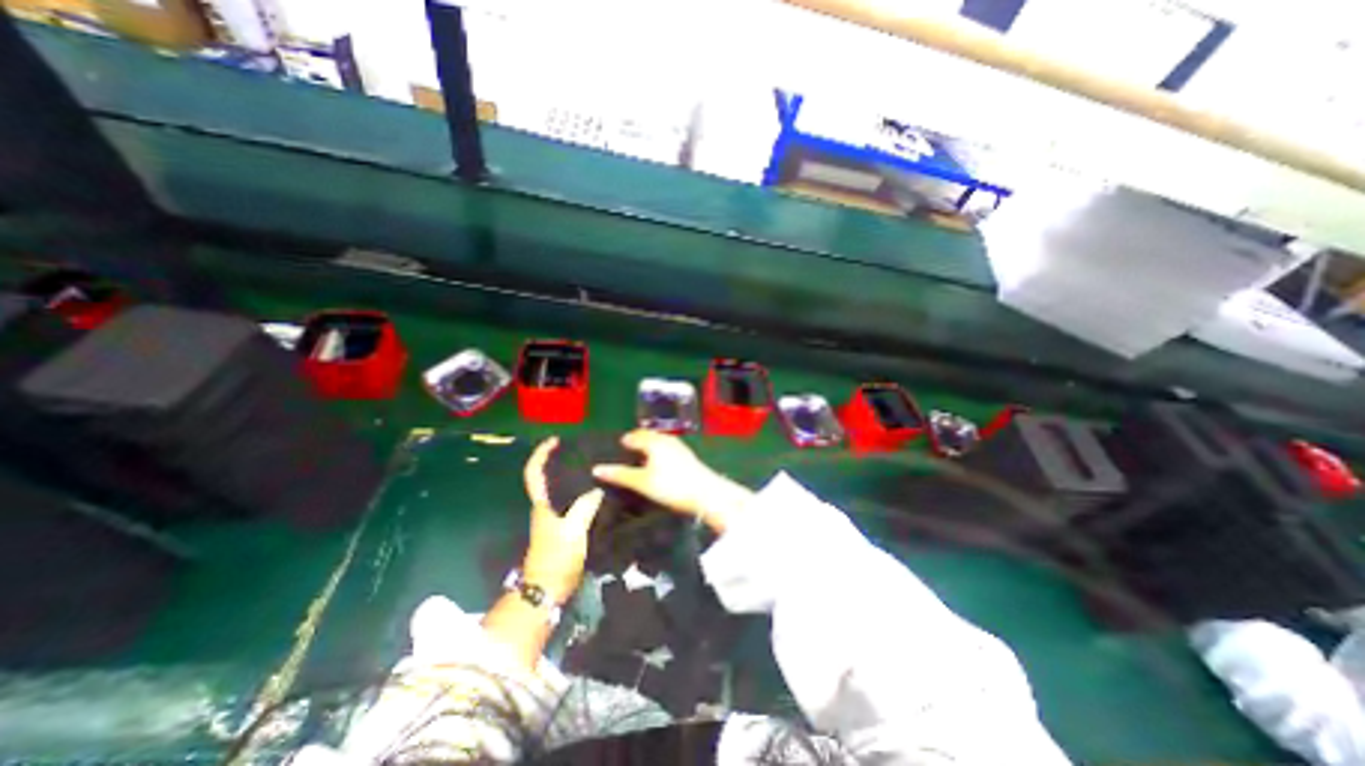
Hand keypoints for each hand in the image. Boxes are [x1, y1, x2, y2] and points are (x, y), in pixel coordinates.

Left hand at [523, 438, 601, 603]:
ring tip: (595, 466)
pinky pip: (573, 501)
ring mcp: (554, 518)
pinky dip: (582, 492)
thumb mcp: (572, 531)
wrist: (549, 588)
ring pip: (562, 489)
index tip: (554, 441)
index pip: (534, 473)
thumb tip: (597, 488)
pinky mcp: (564, 527)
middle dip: (559, 461)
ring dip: (573, 476)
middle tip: (582, 450)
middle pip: (548, 477)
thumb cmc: (556, 558)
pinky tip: (599, 491)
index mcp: (542, 504)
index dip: (541, 455)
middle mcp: (545, 507)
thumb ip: (585, 507)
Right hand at [592, 430, 749, 533]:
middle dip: (638, 441)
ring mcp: (679, 447)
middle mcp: (667, 440)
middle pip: (649, 436)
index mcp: (654, 441)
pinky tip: (659, 465)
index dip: (626, 440)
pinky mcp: (688, 457)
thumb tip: (596, 468)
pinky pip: (668, 449)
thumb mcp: (642, 482)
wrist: (707, 494)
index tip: (618, 446)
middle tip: (627, 450)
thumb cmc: (671, 486)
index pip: (636, 435)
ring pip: (659, 442)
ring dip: (649, 447)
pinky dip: (659, 453)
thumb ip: (620, 475)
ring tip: (641, 458)